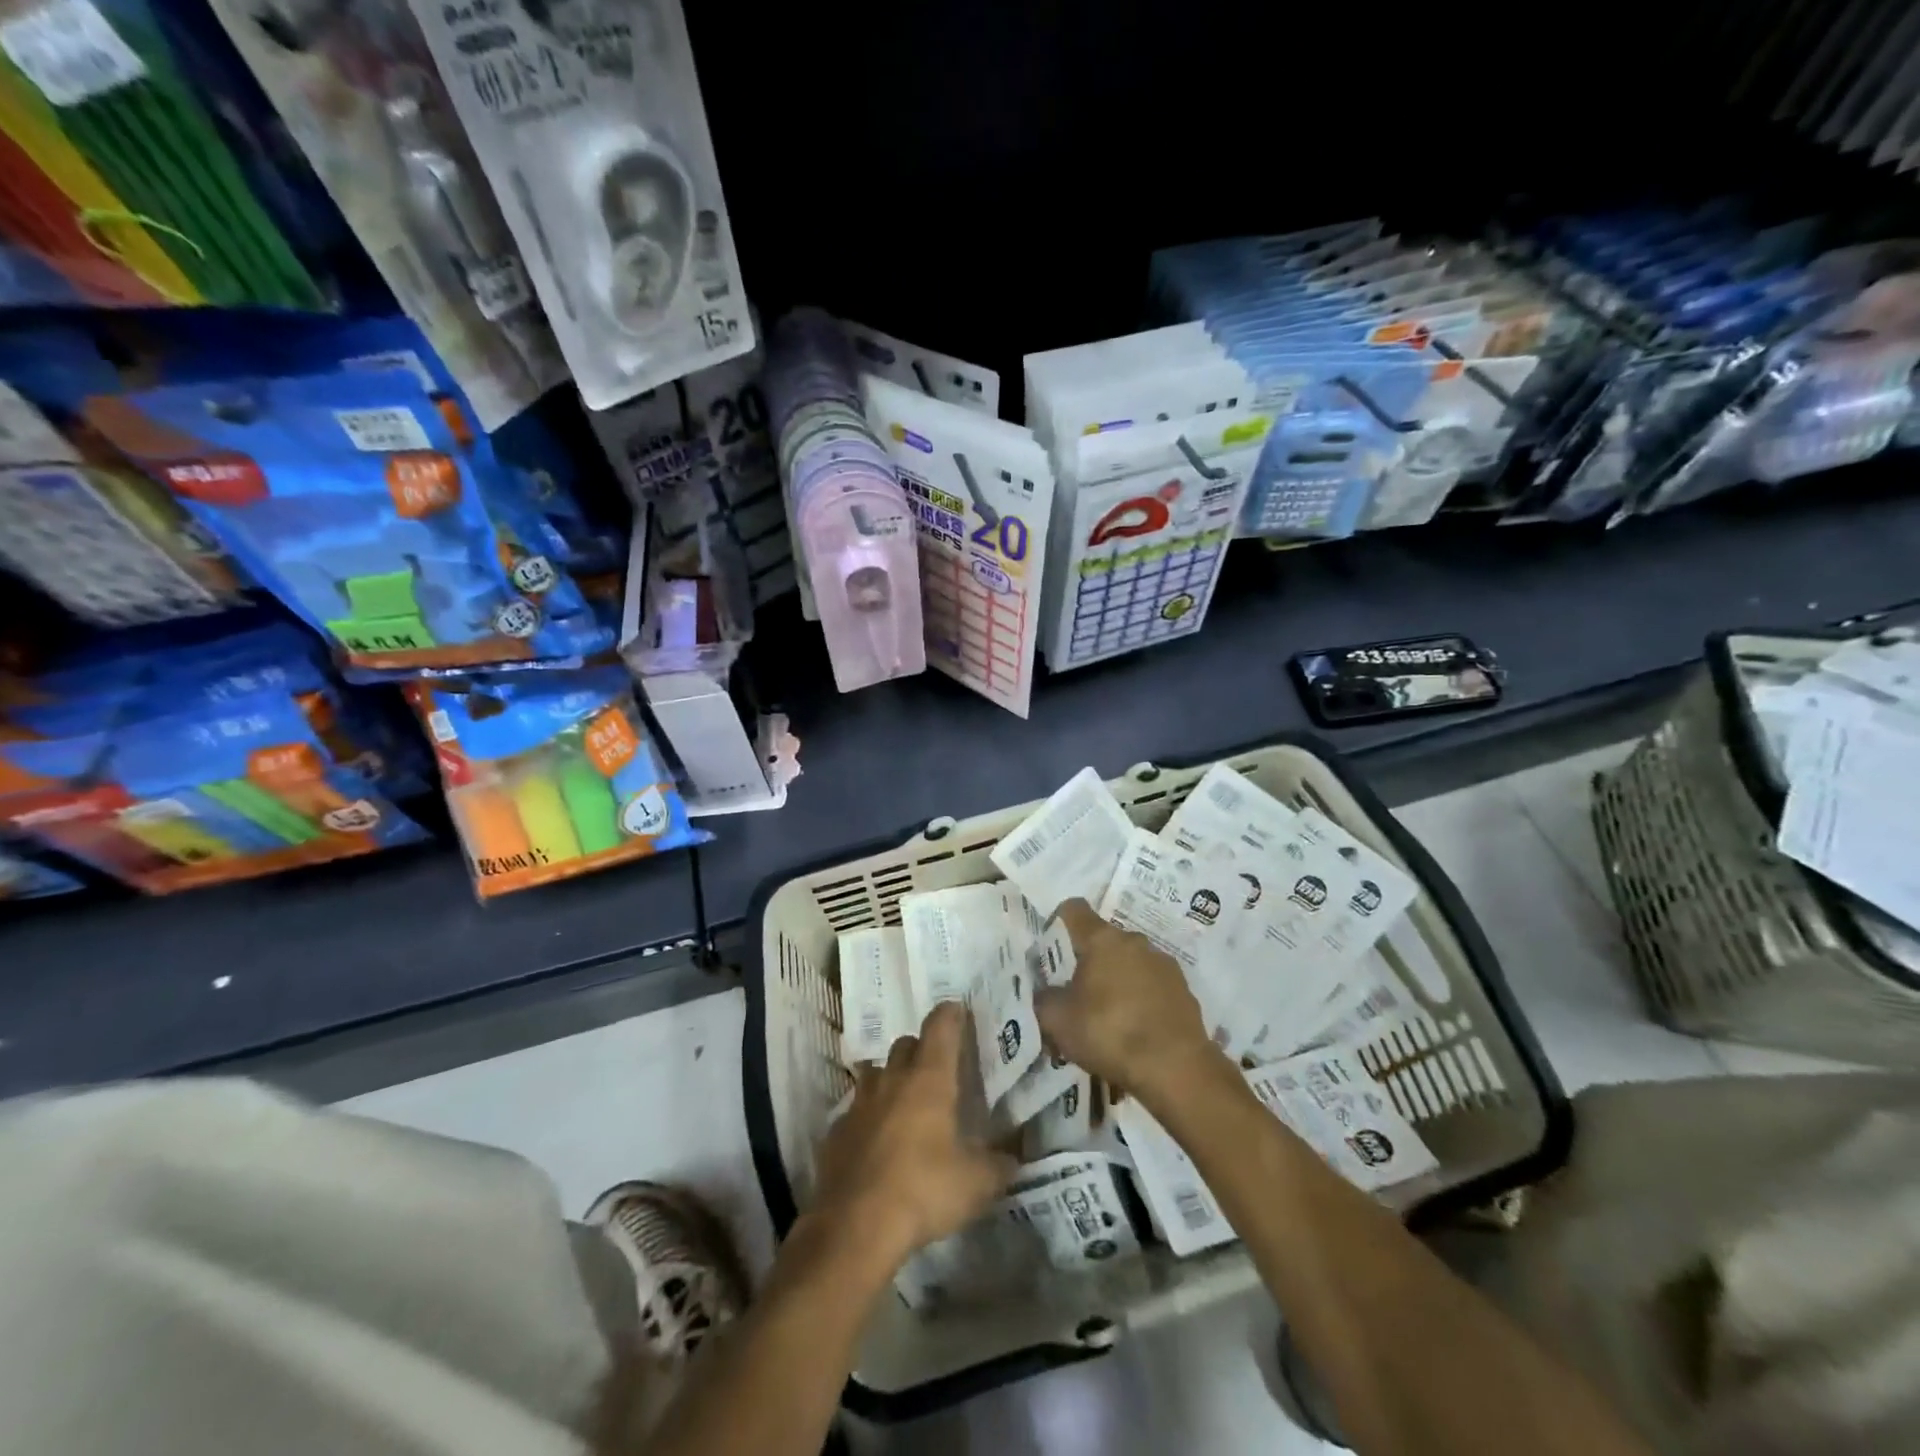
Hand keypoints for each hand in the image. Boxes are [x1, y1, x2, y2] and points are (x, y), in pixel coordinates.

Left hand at [812, 1002, 1016, 1265]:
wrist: (854, 1227)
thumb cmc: (923, 1191)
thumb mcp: (976, 1184)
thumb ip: (999, 1165)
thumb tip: (1012, 1159)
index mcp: (929, 1078)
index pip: (940, 1026)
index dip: (951, 1014)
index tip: (959, 1010)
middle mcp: (892, 1079)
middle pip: (906, 1045)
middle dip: (922, 1050)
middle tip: (938, 1071)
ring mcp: (859, 1103)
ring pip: (877, 1073)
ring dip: (892, 1080)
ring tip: (907, 1104)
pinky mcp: (836, 1131)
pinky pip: (857, 1110)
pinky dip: (870, 1117)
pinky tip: (879, 1143)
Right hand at [1034, 899, 1221, 1105]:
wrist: (1175, 1068)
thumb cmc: (1109, 1033)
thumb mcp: (1058, 1021)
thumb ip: (1044, 998)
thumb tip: (1045, 992)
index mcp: (1101, 939)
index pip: (1074, 910)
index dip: (1059, 922)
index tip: (1051, 946)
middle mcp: (1134, 941)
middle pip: (1103, 940)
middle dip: (1088, 961)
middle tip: (1076, 993)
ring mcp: (1163, 964)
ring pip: (1130, 963)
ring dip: (1117, 980)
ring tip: (1108, 1017)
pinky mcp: (1184, 989)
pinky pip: (1152, 986)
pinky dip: (1141, 999)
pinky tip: (1135, 1029)